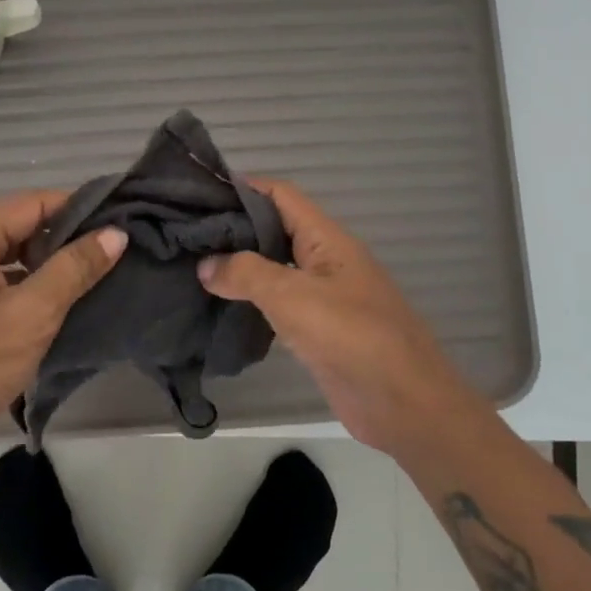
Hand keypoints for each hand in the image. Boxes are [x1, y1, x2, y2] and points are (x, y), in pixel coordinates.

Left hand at [0, 191, 125, 469]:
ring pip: (8, 259)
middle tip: (111, 250)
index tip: (117, 219)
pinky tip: (57, 306)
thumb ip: (74, 269)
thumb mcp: (32, 315)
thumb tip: (115, 233)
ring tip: (93, 275)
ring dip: (47, 265)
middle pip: (17, 228)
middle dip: (64, 237)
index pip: (30, 204)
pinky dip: (27, 289)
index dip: (75, 206)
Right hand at [198, 178, 480, 459]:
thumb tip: (205, 265)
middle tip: (187, 233)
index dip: (243, 188)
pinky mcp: (319, 330)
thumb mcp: (292, 295)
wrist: (403, 403)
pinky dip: (252, 300)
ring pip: (276, 267)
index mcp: (326, 239)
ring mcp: (323, 296)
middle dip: (235, 228)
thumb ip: (245, 273)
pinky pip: (280, 303)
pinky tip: (221, 306)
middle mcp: (325, 260)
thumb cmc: (350, 335)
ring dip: (241, 265)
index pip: (281, 196)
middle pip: (275, 229)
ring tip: (194, 265)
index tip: (199, 193)